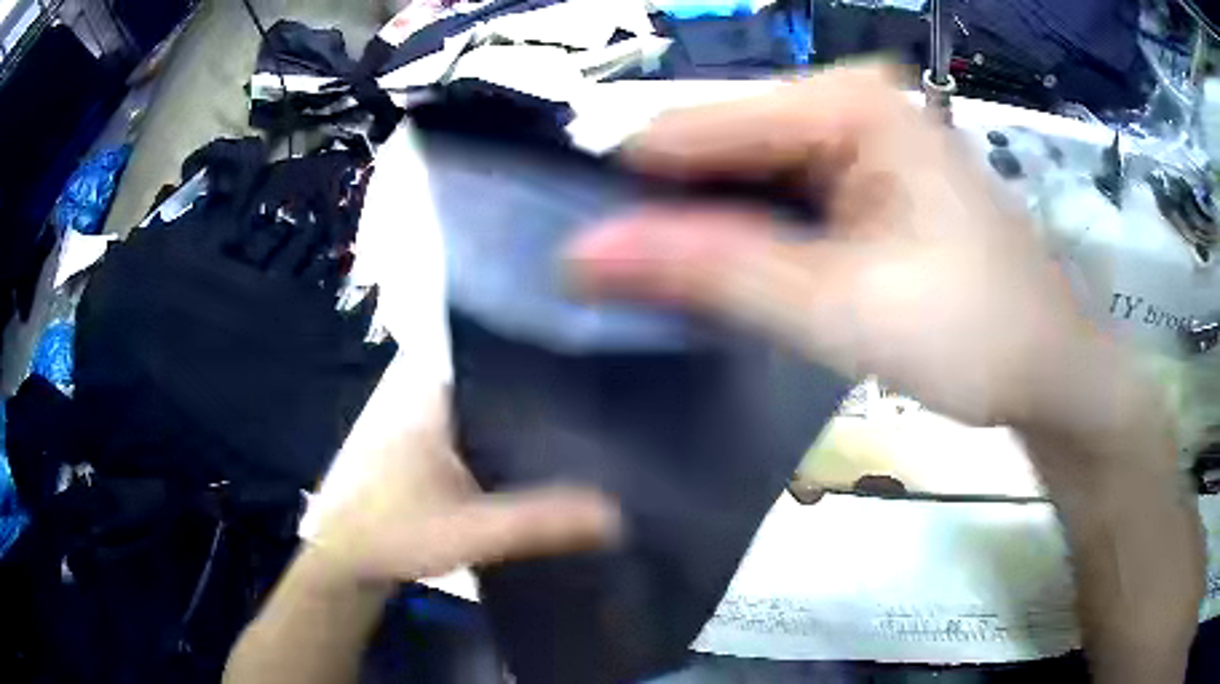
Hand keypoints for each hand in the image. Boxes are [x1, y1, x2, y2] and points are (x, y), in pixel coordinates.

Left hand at [302, 360, 619, 583]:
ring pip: (491, 412)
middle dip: (549, 400)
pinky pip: (480, 435)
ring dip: (529, 426)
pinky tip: (544, 463)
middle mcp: (429, 396)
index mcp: (433, 395)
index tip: (603, 379)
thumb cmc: (392, 534)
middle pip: (502, 386)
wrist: (343, 560)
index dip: (552, 368)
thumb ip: (538, 522)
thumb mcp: (469, 531)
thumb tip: (616, 514)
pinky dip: (509, 447)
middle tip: (608, 411)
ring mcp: (427, 422)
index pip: (502, 361)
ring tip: (590, 433)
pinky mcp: (429, 448)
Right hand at [566, 65, 1111, 435]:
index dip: (634, 195)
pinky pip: (782, 193)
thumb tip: (581, 254)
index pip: (692, 127)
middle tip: (648, 296)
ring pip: (745, 173)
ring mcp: (859, 134)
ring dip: (713, 231)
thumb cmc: (972, 335)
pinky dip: (753, 235)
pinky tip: (750, 279)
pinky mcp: (868, 173)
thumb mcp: (838, 308)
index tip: (593, 264)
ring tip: (696, 296)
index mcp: (846, 102)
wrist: (1047, 367)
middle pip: (719, 146)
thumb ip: (712, 271)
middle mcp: (847, 99)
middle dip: (678, 216)